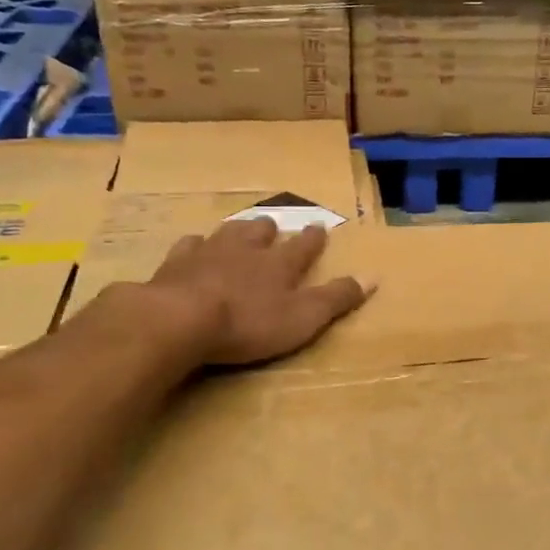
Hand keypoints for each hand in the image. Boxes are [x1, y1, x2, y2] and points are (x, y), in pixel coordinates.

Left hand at [143, 217, 369, 365]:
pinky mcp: (175, 264)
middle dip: (270, 229)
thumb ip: (337, 298)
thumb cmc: (249, 323)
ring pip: (227, 233)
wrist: (181, 319)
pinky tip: (193, 246)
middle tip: (273, 226)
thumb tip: (373, 277)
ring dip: (237, 230)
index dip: (313, 238)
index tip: (319, 227)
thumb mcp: (303, 318)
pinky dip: (194, 245)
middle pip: (261, 232)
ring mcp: (209, 253)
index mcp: (280, 264)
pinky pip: (188, 246)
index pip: (303, 246)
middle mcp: (246, 250)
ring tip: (240, 229)